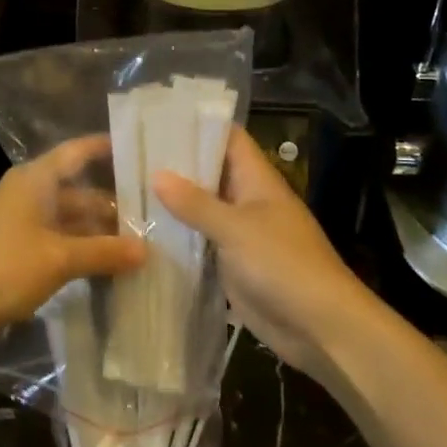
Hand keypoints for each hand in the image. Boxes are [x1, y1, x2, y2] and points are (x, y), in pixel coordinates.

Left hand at [0, 136, 143, 351]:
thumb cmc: (3, 268)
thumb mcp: (59, 258)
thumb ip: (104, 252)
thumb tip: (146, 250)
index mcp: (34, 180)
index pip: (76, 152)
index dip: (106, 148)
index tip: (140, 149)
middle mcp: (28, 194)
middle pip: (77, 190)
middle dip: (112, 203)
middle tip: (154, 215)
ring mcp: (20, 223)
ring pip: (69, 219)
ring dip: (98, 232)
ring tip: (140, 244)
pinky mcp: (16, 251)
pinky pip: (57, 241)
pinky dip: (81, 250)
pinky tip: (108, 266)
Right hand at [153, 127, 372, 377]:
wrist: (320, 327)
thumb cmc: (284, 265)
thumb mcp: (237, 229)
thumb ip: (196, 203)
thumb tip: (157, 174)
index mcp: (257, 180)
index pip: (227, 138)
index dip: (197, 125)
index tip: (157, 119)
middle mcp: (247, 200)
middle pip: (210, 172)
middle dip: (175, 165)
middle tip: (129, 155)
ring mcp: (240, 234)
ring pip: (203, 209)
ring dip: (173, 203)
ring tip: (126, 189)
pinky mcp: (233, 265)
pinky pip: (202, 243)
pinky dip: (179, 237)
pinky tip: (144, 233)